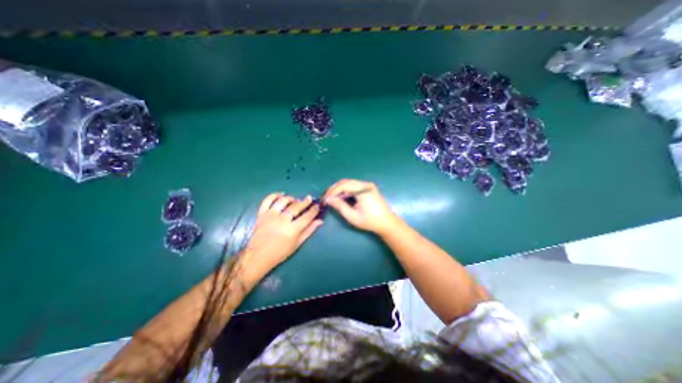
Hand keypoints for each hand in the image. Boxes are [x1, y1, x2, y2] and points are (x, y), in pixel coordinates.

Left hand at [243, 194, 323, 271]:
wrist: (258, 256)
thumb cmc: (280, 252)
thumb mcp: (297, 244)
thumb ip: (309, 231)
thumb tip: (320, 221)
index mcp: (292, 230)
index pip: (307, 216)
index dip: (314, 210)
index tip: (317, 206)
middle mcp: (282, 220)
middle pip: (296, 207)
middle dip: (305, 201)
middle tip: (309, 198)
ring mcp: (271, 216)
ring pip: (283, 201)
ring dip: (291, 198)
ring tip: (295, 200)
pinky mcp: (261, 214)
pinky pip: (268, 200)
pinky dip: (274, 195)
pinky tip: (281, 195)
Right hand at [324, 180, 400, 235]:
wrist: (387, 223)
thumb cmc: (370, 221)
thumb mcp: (352, 216)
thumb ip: (340, 206)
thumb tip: (328, 200)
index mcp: (363, 189)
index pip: (343, 186)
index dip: (332, 192)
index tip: (324, 200)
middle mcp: (365, 184)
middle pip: (345, 182)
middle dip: (334, 189)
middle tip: (325, 198)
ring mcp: (367, 185)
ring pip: (348, 183)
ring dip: (339, 190)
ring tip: (331, 198)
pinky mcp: (368, 188)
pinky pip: (353, 186)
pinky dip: (345, 191)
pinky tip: (340, 197)